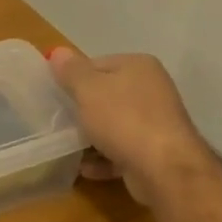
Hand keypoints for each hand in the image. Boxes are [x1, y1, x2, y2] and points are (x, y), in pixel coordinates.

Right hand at [47, 47, 209, 203]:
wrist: (164, 169)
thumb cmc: (123, 119)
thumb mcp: (88, 89)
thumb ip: (71, 71)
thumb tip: (57, 52)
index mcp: (139, 66)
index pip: (97, 64)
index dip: (74, 79)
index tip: (57, 96)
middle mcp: (152, 89)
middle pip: (106, 95)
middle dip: (83, 110)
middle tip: (60, 121)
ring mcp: (156, 122)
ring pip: (114, 125)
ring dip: (91, 137)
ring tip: (69, 147)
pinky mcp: (156, 152)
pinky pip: (122, 150)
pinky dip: (104, 159)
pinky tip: (86, 168)